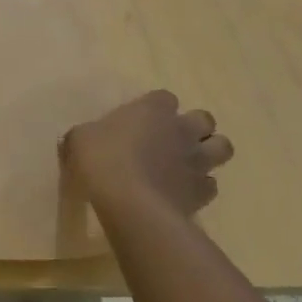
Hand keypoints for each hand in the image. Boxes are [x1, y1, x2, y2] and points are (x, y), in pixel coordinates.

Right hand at [61, 90, 233, 222]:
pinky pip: (210, 184)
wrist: (130, 203)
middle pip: (204, 118)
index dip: (155, 108)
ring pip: (222, 147)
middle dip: (193, 127)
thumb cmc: (102, 160)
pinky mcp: (203, 192)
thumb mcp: (79, 139)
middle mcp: (182, 129)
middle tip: (171, 139)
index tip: (140, 120)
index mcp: (152, 110)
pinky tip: (181, 192)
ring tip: (186, 163)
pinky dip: (199, 186)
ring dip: (208, 152)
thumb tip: (88, 137)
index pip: (164, 98)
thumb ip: (90, 133)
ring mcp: (197, 160)